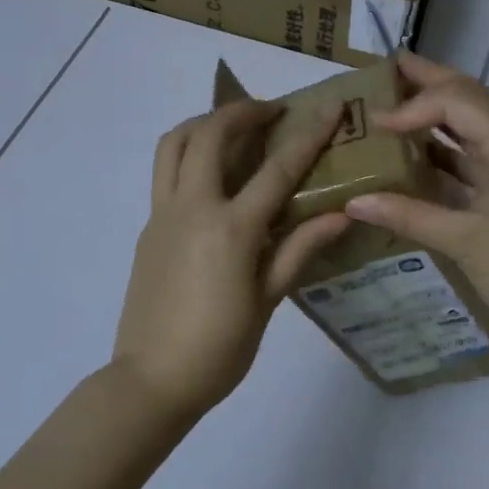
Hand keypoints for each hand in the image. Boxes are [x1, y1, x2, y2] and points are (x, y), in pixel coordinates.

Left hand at [112, 99, 352, 424]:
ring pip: (173, 144)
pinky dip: (188, 155)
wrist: (152, 380)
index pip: (277, 168)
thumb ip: (299, 249)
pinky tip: (213, 179)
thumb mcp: (267, 301)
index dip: (309, 134)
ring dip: (203, 123)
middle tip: (271, 112)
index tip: (331, 107)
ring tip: (232, 129)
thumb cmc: (219, 349)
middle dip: (242, 111)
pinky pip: (165, 174)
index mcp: (231, 228)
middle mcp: (192, 208)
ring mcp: (162, 215)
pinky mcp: (147, 228)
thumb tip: (340, 213)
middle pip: (209, 133)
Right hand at [343, 51, 488, 348]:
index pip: (459, 100)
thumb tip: (352, 202)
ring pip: (479, 124)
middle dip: (430, 83)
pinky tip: (419, 150)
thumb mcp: (463, 242)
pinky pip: (485, 153)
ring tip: (395, 102)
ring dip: (440, 114)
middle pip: (473, 99)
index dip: (413, 106)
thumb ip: (406, 214)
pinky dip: (452, 148)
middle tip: (386, 68)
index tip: (374, 123)